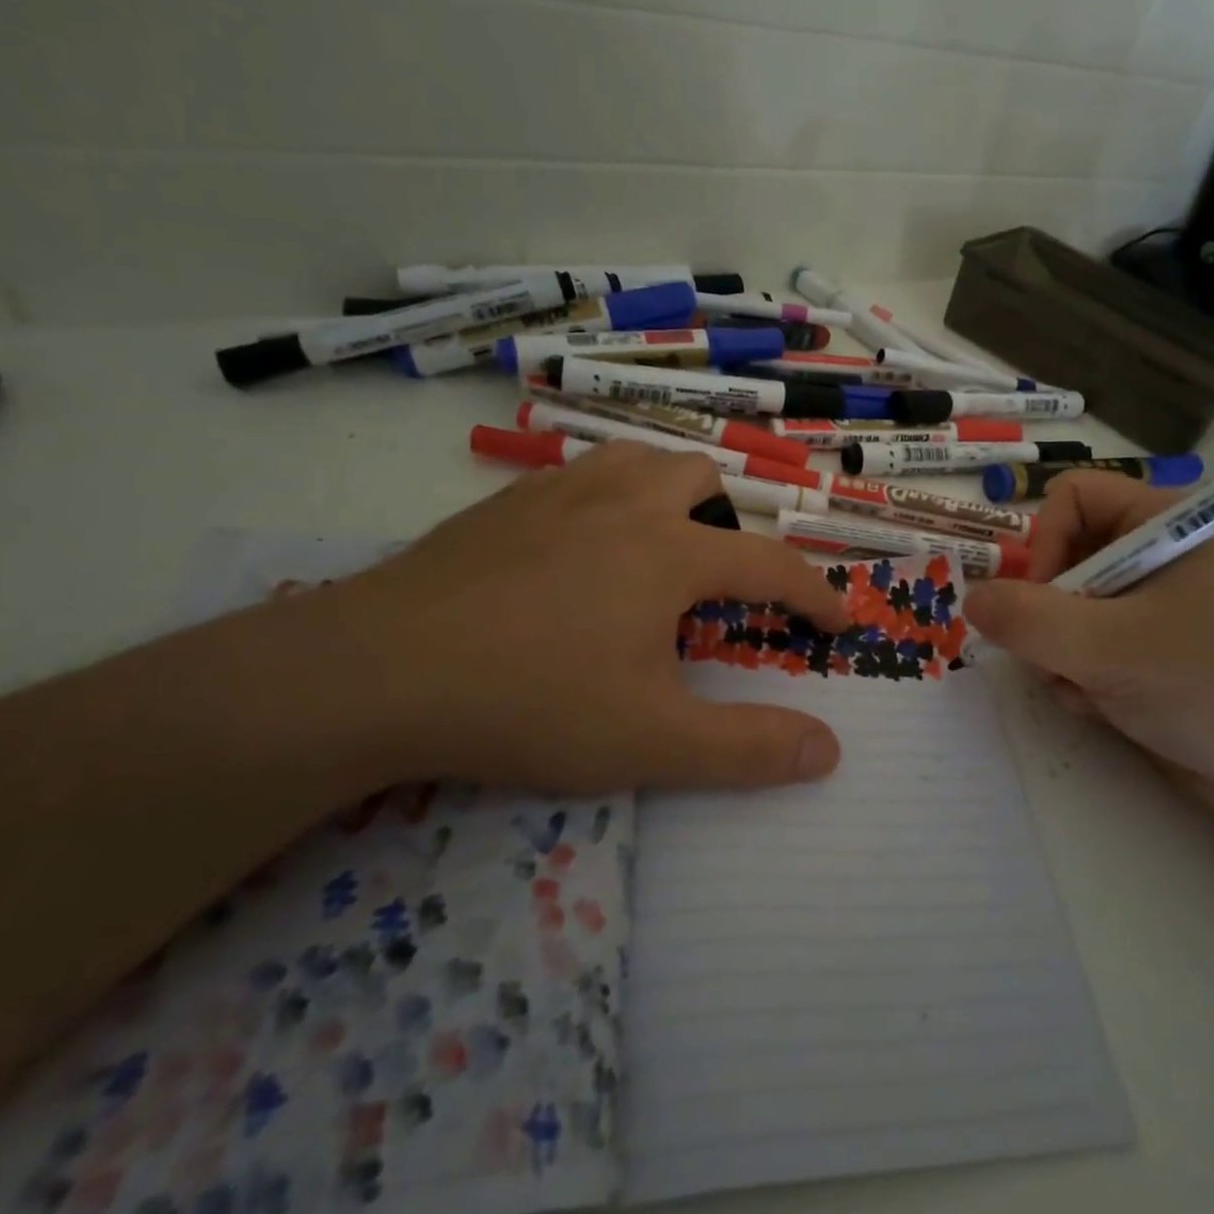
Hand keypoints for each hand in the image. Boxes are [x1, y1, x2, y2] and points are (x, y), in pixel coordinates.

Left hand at [304, 442, 851, 792]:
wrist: (375, 671)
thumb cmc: (529, 702)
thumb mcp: (650, 741)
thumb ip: (748, 748)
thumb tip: (829, 751)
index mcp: (669, 551)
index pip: (770, 563)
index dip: (814, 594)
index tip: (838, 621)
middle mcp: (623, 503)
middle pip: (704, 481)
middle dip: (731, 526)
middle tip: (716, 585)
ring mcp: (558, 493)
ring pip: (641, 462)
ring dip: (671, 498)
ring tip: (659, 551)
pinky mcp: (505, 502)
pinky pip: (581, 476)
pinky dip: (609, 501)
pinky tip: (581, 551)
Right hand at [963, 471, 1213, 826]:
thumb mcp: (1113, 649)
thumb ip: (1031, 621)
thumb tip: (970, 598)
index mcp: (1160, 524)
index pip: (1071, 498)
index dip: (1045, 542)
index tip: (1043, 599)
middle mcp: (1149, 557)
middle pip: (1059, 558)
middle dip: (1048, 614)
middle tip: (1058, 656)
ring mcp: (1146, 608)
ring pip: (1060, 611)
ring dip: (1059, 655)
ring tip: (1090, 690)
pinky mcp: (1141, 653)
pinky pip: (1078, 649)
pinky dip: (1078, 679)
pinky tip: (1106, 708)